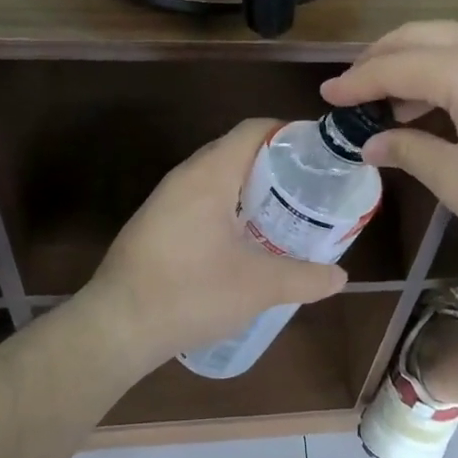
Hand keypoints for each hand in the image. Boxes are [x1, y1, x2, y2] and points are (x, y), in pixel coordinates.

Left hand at [75, 119, 347, 376]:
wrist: (116, 328)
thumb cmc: (190, 293)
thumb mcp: (259, 287)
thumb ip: (305, 278)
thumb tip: (341, 277)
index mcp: (210, 175)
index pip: (254, 130)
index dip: (290, 134)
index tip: (321, 156)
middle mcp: (185, 177)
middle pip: (238, 150)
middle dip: (277, 164)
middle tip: (311, 188)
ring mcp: (166, 200)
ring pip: (219, 177)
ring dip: (252, 188)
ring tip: (286, 212)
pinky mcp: (157, 223)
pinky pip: (202, 199)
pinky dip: (231, 206)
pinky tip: (247, 239)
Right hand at [322, 22, 457, 260]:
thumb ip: (411, 153)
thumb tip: (373, 143)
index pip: (393, 66)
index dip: (355, 83)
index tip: (326, 98)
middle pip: (417, 36)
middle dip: (379, 59)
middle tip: (352, 90)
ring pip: (448, 37)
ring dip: (412, 61)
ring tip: (391, 101)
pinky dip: (444, 66)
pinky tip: (440, 101)